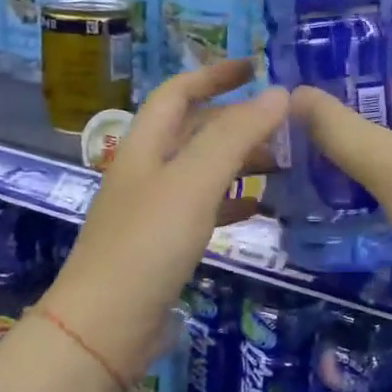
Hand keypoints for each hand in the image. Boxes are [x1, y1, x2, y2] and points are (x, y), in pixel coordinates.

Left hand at [43, 60, 286, 379]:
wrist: (107, 325)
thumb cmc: (147, 244)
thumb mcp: (193, 182)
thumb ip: (235, 136)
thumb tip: (278, 93)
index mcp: (144, 147)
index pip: (178, 92)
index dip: (215, 74)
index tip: (257, 66)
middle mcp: (146, 172)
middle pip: (193, 131)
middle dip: (237, 121)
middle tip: (285, 126)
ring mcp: (153, 211)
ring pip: (202, 172)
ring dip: (239, 162)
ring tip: (283, 165)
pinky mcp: (163, 247)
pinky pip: (203, 211)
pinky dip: (232, 202)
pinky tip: (259, 209)